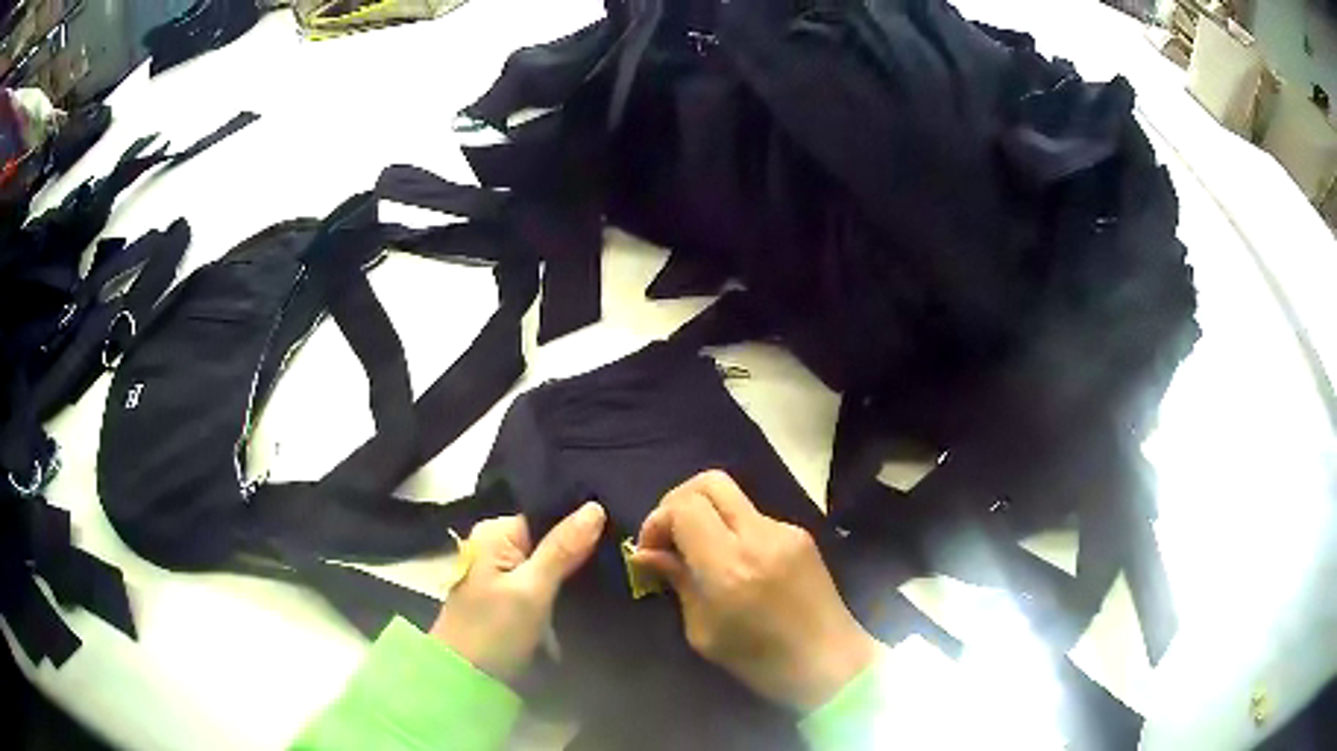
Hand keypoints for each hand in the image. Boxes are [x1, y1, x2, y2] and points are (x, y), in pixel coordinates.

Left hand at [430, 502, 605, 681]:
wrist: (468, 679)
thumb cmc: (493, 630)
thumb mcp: (531, 590)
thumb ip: (562, 549)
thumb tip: (595, 506)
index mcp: (496, 533)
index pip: (548, 515)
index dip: (583, 523)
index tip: (621, 532)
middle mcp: (499, 546)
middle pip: (552, 538)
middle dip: (584, 549)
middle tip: (626, 556)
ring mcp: (506, 573)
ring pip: (554, 563)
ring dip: (579, 571)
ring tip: (620, 572)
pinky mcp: (515, 598)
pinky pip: (549, 583)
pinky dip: (568, 589)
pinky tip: (597, 591)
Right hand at [632, 471, 877, 712]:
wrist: (829, 662)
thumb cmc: (759, 661)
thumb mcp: (703, 632)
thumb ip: (677, 582)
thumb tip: (645, 554)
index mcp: (730, 567)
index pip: (684, 508)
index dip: (657, 520)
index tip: (649, 550)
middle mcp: (759, 537)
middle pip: (709, 482)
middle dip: (678, 501)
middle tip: (668, 535)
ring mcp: (785, 531)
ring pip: (733, 496)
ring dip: (706, 514)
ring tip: (698, 552)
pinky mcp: (801, 534)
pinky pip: (754, 516)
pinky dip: (731, 528)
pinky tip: (732, 562)